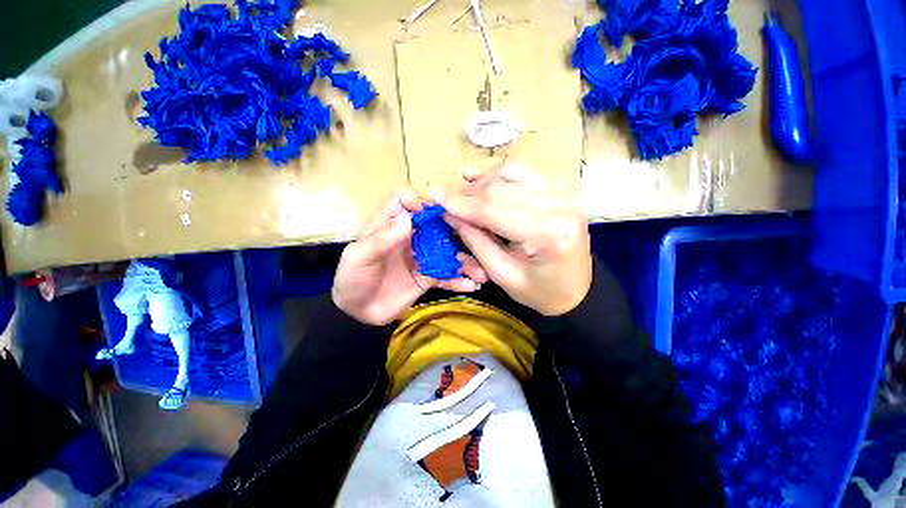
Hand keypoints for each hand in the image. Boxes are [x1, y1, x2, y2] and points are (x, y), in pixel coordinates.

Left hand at [332, 189, 487, 325]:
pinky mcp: (428, 276)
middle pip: (437, 225)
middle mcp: (411, 236)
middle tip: (476, 240)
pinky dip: (458, 280)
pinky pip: (446, 276)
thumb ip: (381, 239)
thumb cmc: (352, 278)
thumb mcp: (359, 257)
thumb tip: (408, 217)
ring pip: (447, 252)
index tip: (435, 213)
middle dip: (457, 232)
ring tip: (481, 272)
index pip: (405, 201)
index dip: (419, 202)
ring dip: (465, 261)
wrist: (358, 311)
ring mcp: (422, 256)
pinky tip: (472, 286)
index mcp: (390, 225)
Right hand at [438, 164, 591, 315]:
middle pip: (501, 189)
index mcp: (548, 234)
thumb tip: (450, 213)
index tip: (435, 197)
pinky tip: (478, 177)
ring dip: (481, 183)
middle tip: (445, 200)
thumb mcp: (501, 274)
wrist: (576, 290)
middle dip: (468, 193)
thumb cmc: (539, 291)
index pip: (495, 210)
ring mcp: (564, 193)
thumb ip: (475, 240)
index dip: (462, 203)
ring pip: (510, 174)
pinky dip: (498, 175)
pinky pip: (523, 173)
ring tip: (462, 195)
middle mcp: (561, 205)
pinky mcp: (560, 190)